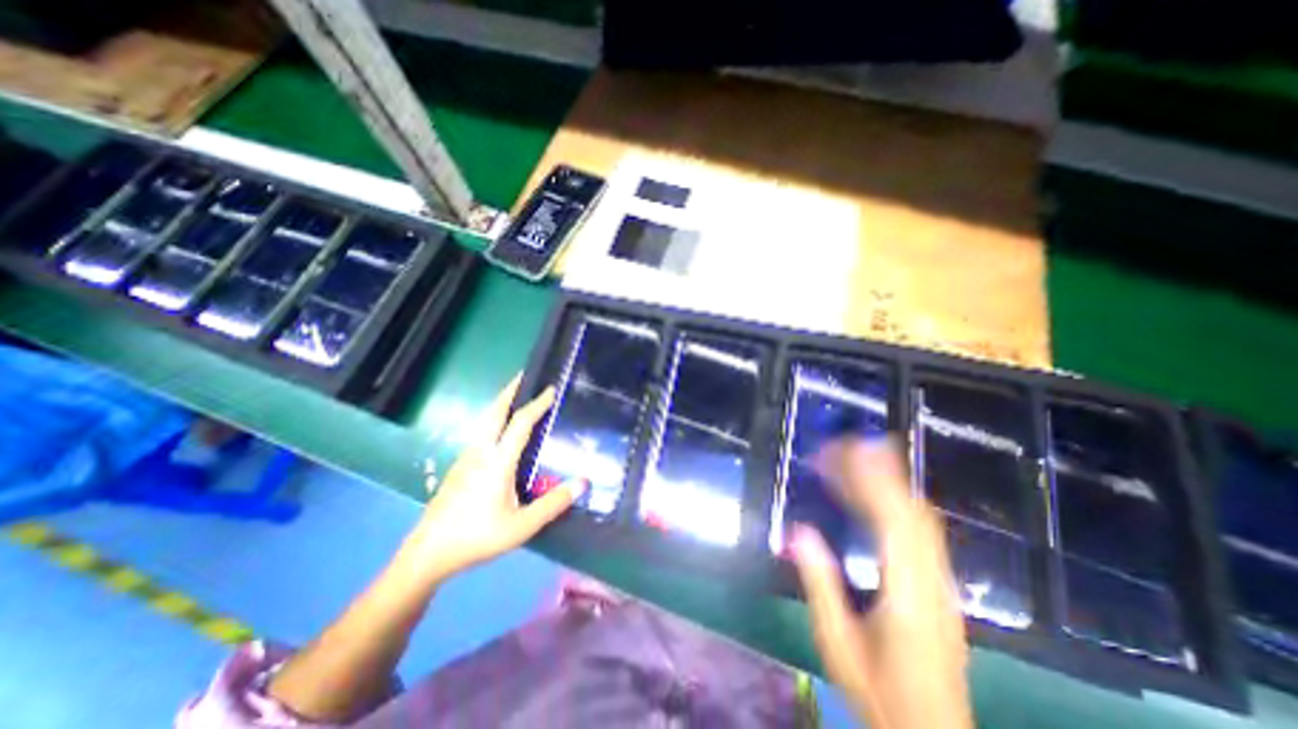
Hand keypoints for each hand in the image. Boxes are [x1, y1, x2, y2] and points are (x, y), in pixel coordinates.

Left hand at [403, 378, 586, 583]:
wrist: (428, 553)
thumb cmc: (477, 537)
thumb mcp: (522, 526)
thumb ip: (554, 503)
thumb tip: (584, 482)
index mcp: (497, 461)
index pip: (520, 423)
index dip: (537, 404)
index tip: (551, 389)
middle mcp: (480, 452)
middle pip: (494, 411)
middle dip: (509, 391)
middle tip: (524, 376)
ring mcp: (466, 458)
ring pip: (484, 421)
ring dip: (500, 404)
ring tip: (515, 397)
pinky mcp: (459, 467)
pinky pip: (480, 433)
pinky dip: (493, 419)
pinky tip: (500, 430)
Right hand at [791, 439, 971, 728]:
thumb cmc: (879, 693)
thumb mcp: (838, 643)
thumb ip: (820, 585)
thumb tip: (799, 531)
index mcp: (908, 594)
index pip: (893, 520)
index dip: (869, 478)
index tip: (842, 450)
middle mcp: (933, 581)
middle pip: (913, 510)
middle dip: (880, 469)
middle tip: (844, 445)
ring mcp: (942, 583)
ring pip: (923, 518)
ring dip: (892, 480)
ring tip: (859, 456)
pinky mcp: (941, 586)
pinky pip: (923, 531)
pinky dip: (899, 501)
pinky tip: (877, 494)